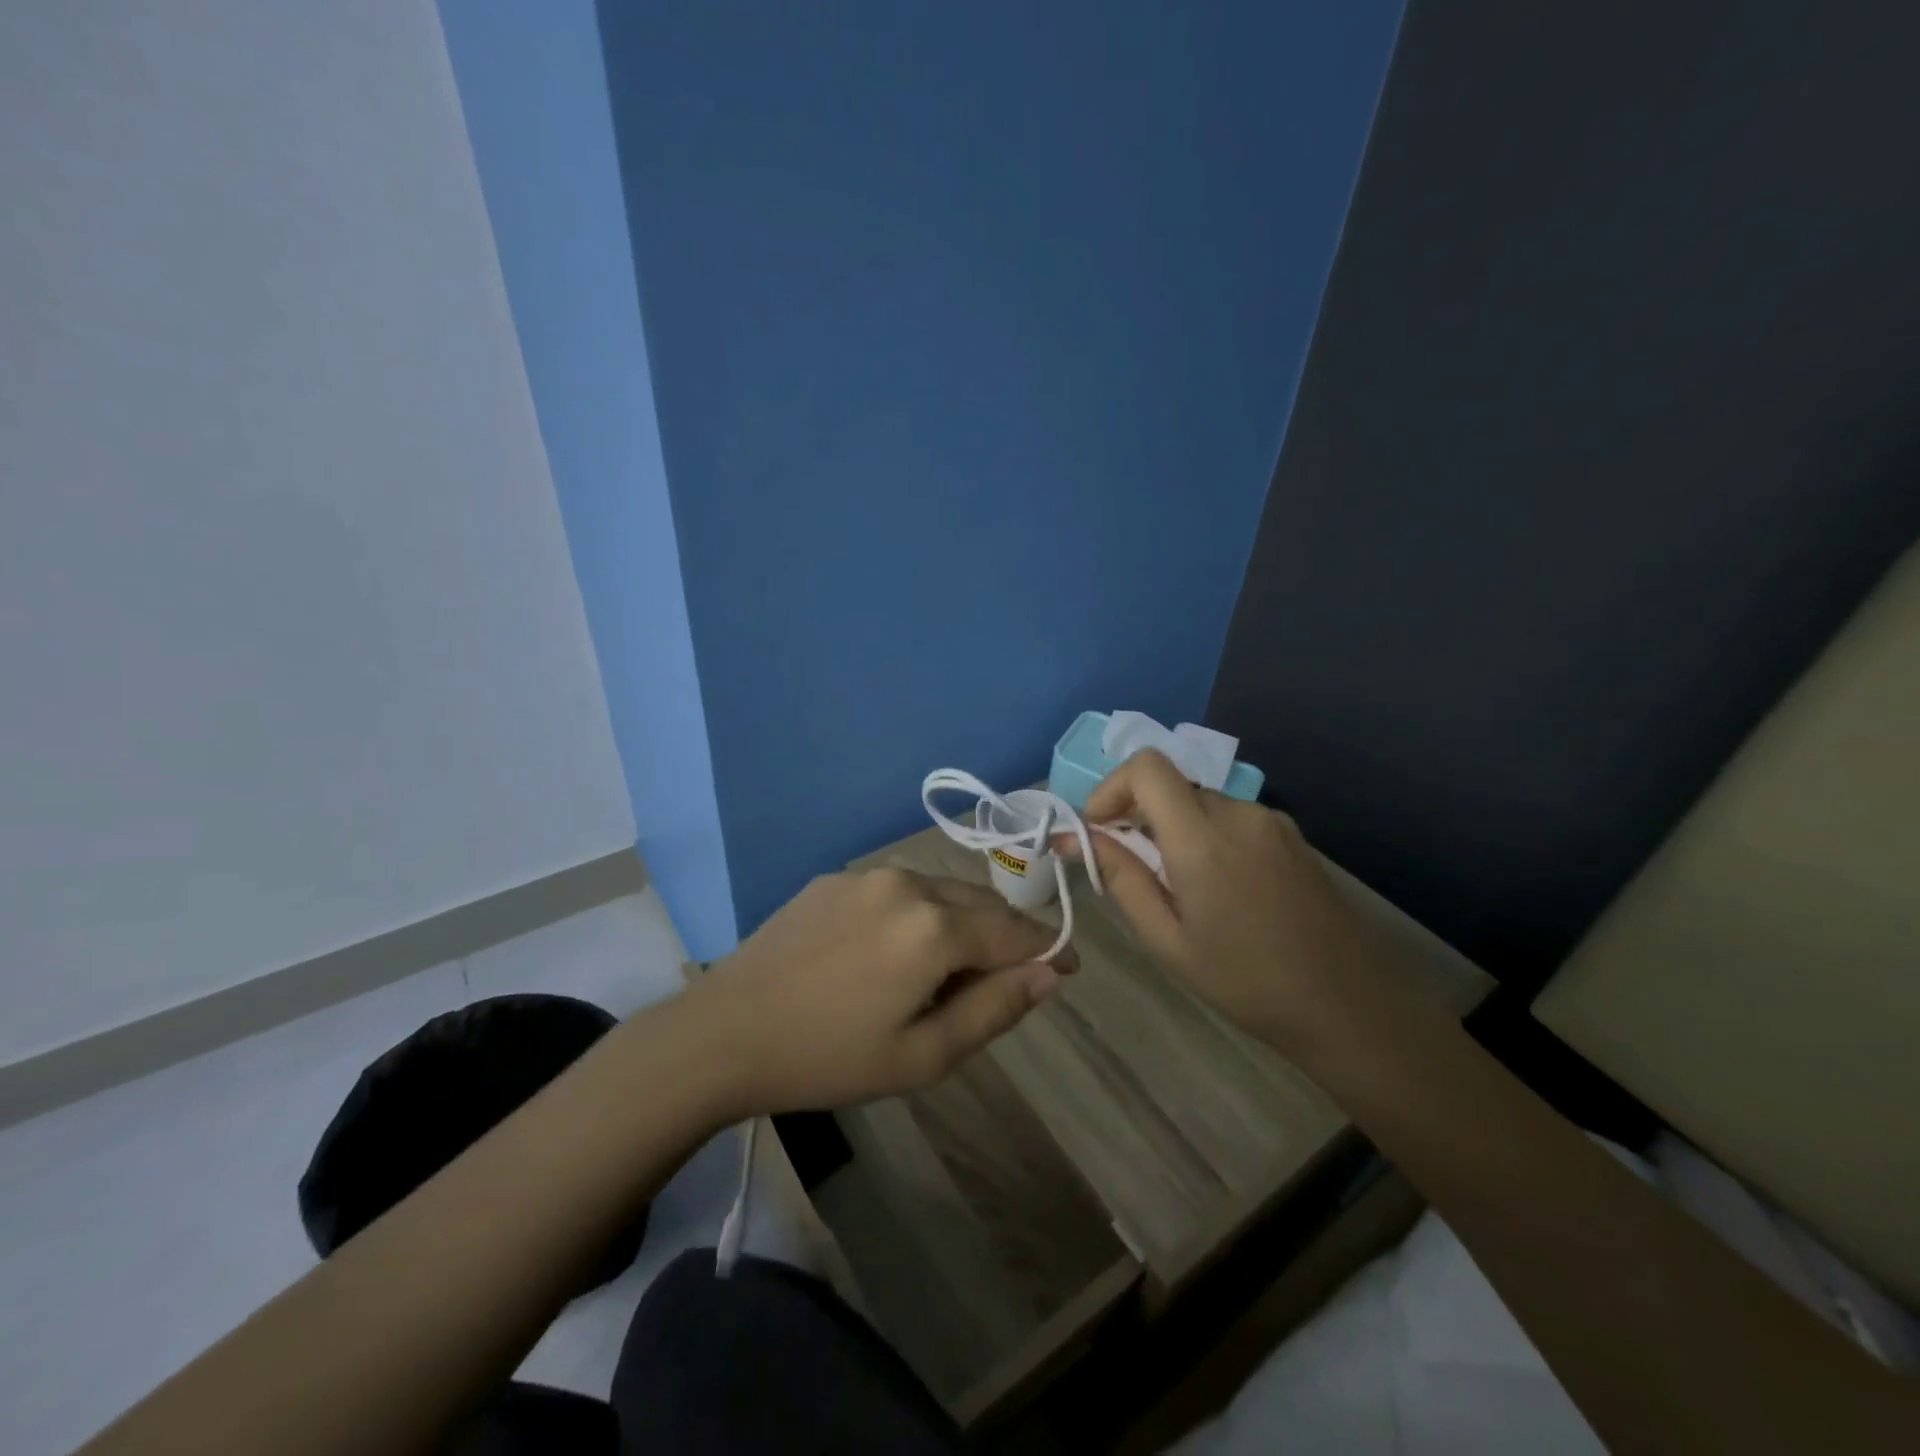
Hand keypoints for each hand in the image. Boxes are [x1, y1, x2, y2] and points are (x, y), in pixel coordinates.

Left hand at [688, 867, 1069, 1114]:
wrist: (724, 1032)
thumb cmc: (828, 1058)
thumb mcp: (923, 1056)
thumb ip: (995, 1010)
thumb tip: (1049, 975)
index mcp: (935, 928)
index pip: (1016, 933)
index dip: (1047, 951)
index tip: (1065, 969)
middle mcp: (909, 884)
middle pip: (982, 905)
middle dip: (1005, 938)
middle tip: (1001, 983)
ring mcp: (868, 875)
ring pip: (942, 893)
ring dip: (961, 923)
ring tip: (944, 972)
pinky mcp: (836, 878)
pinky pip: (899, 890)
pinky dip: (918, 914)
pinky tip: (891, 952)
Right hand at [1071, 750, 1386, 1057]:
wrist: (1347, 1005)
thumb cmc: (1245, 981)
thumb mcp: (1167, 940)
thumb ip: (1120, 878)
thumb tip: (1072, 837)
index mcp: (1203, 838)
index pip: (1146, 767)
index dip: (1112, 787)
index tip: (1100, 830)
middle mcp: (1238, 813)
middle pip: (1170, 785)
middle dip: (1138, 815)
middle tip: (1132, 869)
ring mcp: (1270, 820)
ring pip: (1199, 802)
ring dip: (1173, 829)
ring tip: (1179, 888)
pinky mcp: (1290, 833)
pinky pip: (1230, 817)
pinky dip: (1206, 836)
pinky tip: (1219, 888)